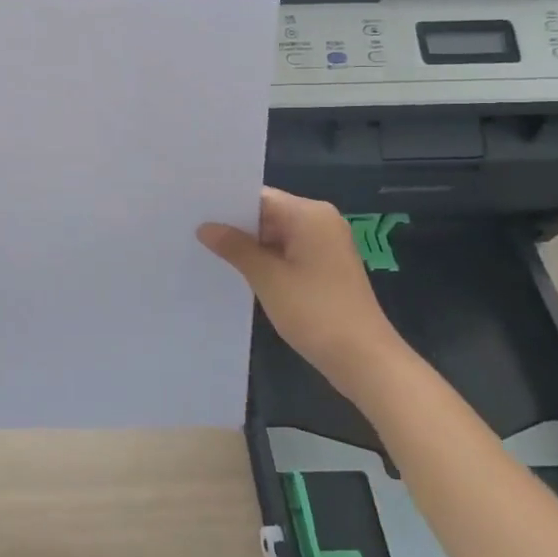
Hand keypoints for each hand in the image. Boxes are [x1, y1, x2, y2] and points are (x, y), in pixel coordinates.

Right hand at [198, 189, 405, 396]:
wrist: (364, 359)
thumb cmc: (315, 311)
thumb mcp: (267, 278)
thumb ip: (235, 247)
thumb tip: (205, 227)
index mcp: (309, 214)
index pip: (259, 197)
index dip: (226, 203)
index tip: (194, 209)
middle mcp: (320, 222)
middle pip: (267, 213)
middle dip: (234, 225)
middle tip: (192, 229)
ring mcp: (325, 245)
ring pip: (275, 234)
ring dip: (248, 245)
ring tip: (206, 248)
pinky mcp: (325, 267)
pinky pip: (287, 252)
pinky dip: (265, 259)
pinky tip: (237, 270)